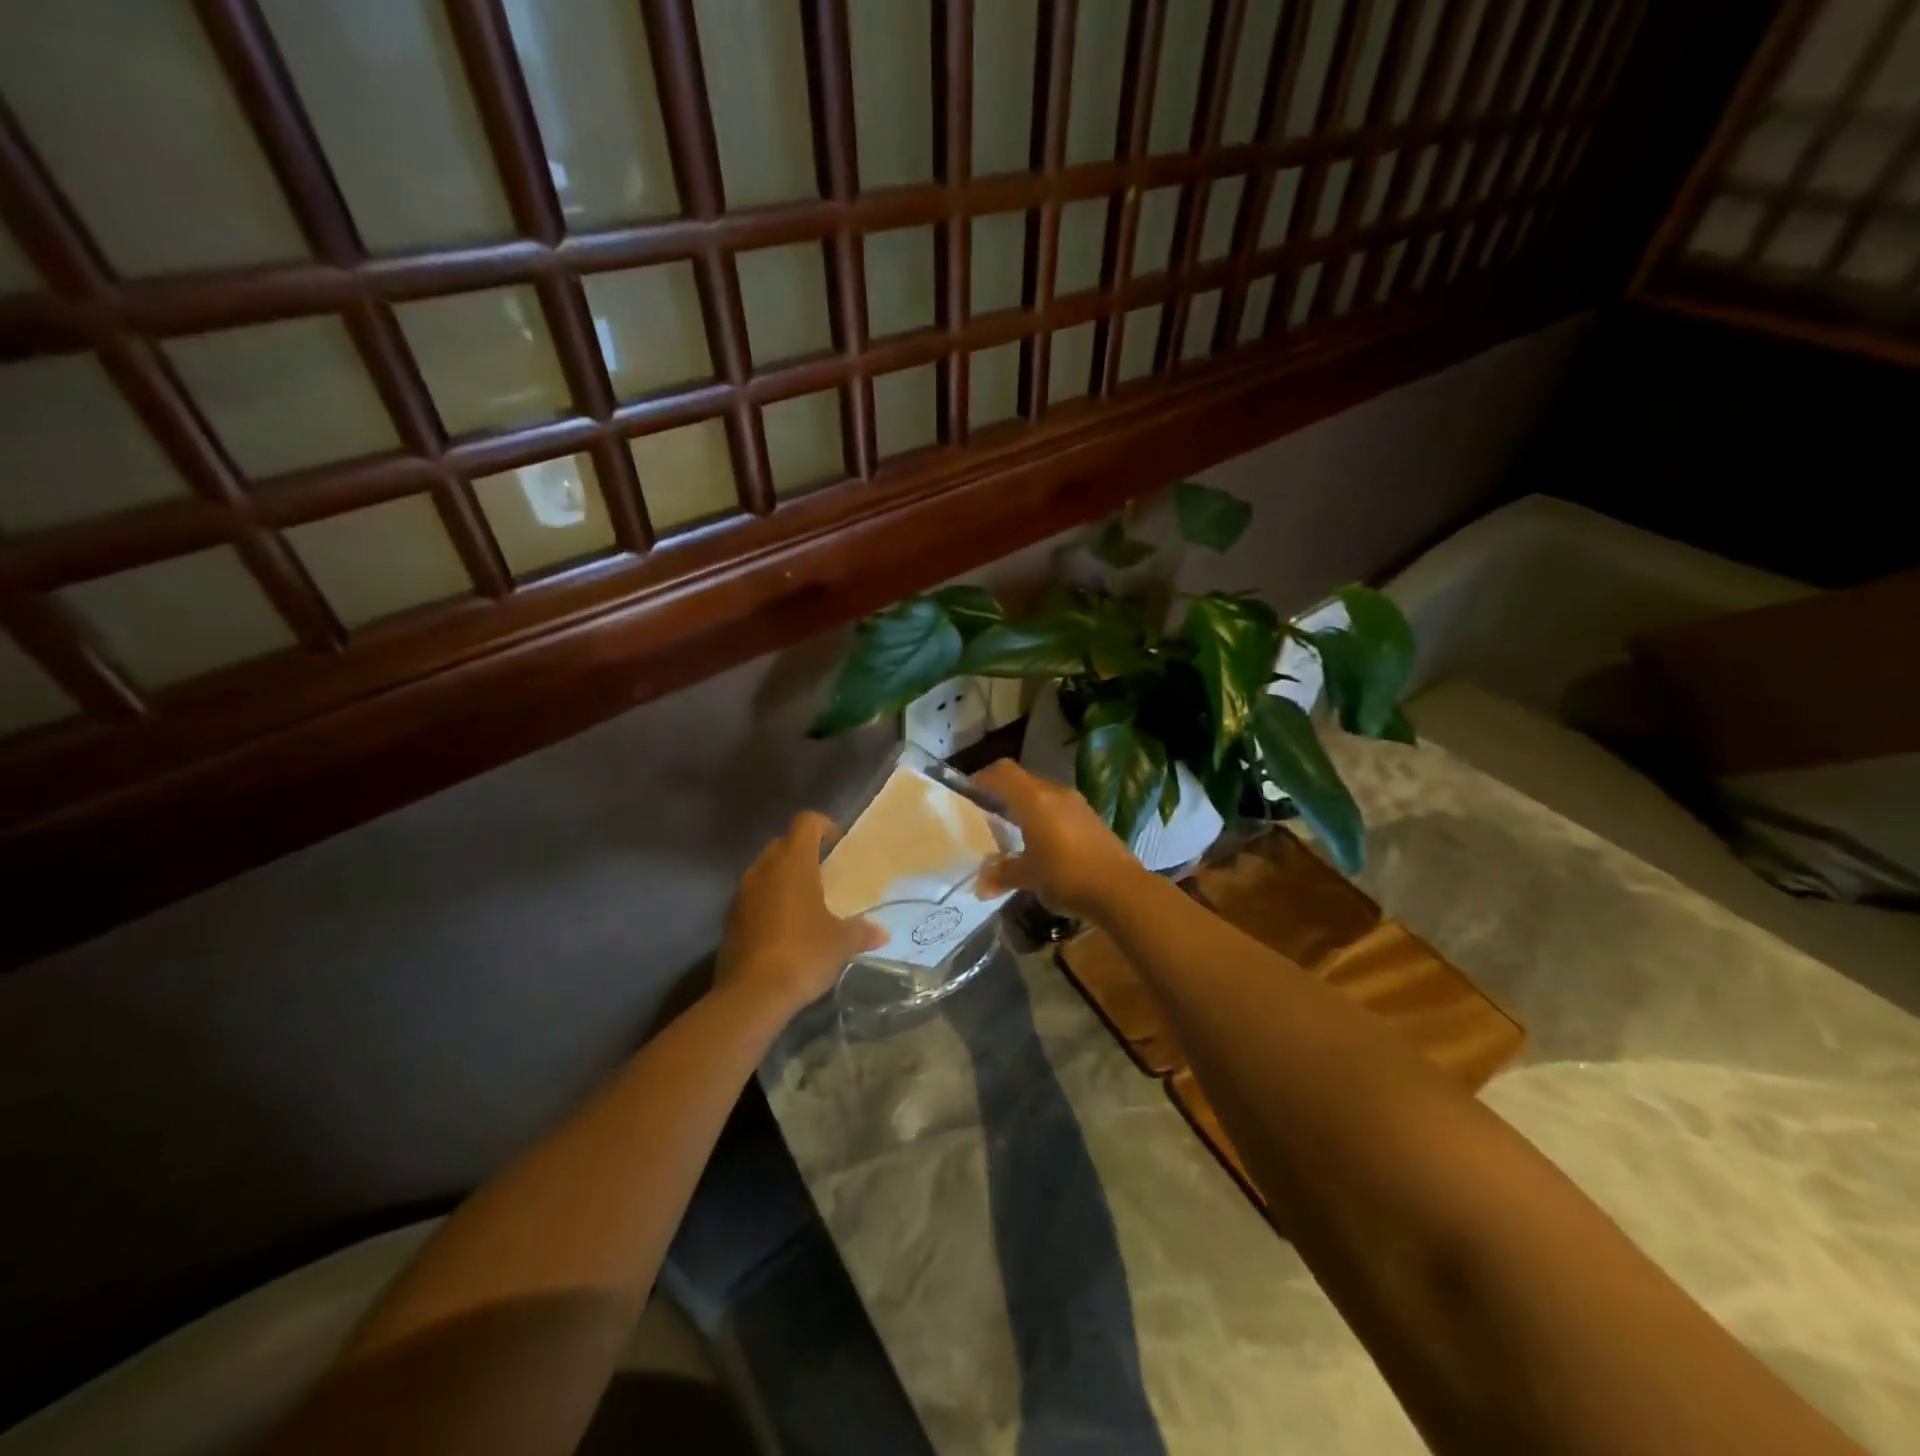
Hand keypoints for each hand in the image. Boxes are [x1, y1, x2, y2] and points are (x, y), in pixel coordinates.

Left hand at [716, 812, 883, 1014]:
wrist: (753, 994)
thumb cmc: (804, 953)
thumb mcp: (841, 942)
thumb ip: (861, 931)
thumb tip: (881, 934)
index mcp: (793, 863)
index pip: (806, 822)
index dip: (824, 826)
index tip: (838, 844)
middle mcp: (763, 869)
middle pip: (783, 844)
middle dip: (802, 853)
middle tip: (824, 874)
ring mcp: (742, 894)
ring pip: (765, 872)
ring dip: (783, 880)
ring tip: (806, 904)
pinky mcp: (730, 920)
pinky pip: (753, 898)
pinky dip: (769, 903)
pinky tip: (785, 929)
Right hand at [974, 760, 1145, 920]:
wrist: (1121, 890)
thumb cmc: (1066, 875)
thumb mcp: (1028, 877)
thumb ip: (1003, 875)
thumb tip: (980, 887)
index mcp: (1035, 799)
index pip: (1003, 772)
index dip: (983, 778)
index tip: (968, 793)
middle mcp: (1056, 793)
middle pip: (1023, 781)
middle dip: (1003, 793)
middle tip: (987, 813)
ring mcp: (1078, 805)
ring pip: (1043, 795)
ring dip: (1026, 806)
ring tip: (1012, 829)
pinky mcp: (1092, 820)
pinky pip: (1060, 809)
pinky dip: (1045, 818)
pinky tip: (1042, 843)